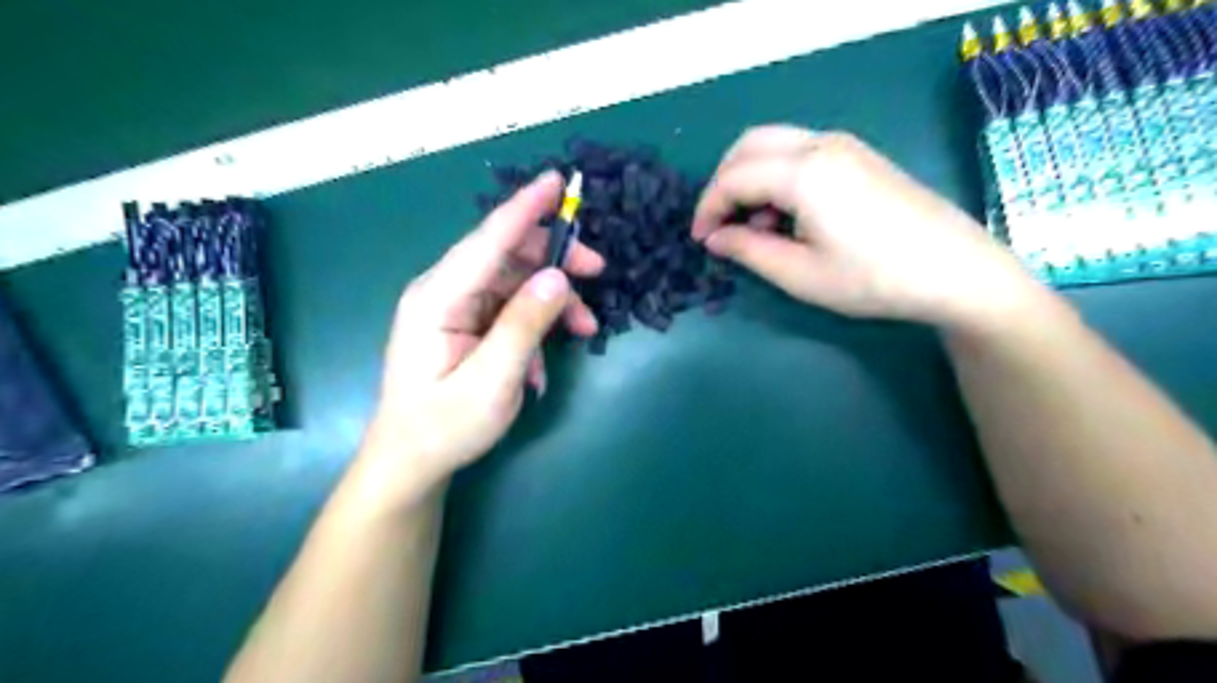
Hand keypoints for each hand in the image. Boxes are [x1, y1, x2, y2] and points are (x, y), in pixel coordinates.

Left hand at [359, 170, 609, 501]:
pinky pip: (510, 308)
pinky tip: (544, 364)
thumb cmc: (445, 426)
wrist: (412, 461)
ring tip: (587, 328)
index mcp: (438, 298)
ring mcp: (454, 307)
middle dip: (554, 258)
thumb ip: (525, 325)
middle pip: (506, 254)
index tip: (556, 180)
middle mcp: (444, 291)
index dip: (524, 208)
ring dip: (553, 299)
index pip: (488, 240)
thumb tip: (558, 277)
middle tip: (597, 270)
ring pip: (515, 281)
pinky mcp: (465, 323)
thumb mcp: (492, 381)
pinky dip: (536, 325)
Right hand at [695, 126, 1044, 329]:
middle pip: (748, 145)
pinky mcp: (859, 155)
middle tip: (720, 225)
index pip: (733, 177)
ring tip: (756, 226)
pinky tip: (787, 214)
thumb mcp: (800, 274)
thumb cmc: (872, 278)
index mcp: (802, 172)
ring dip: (750, 177)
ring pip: (774, 143)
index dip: (708, 208)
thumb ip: (748, 250)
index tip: (700, 240)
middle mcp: (820, 145)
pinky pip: (800, 151)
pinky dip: (777, 174)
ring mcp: (844, 145)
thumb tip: (715, 237)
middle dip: (724, 183)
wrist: (954, 270)